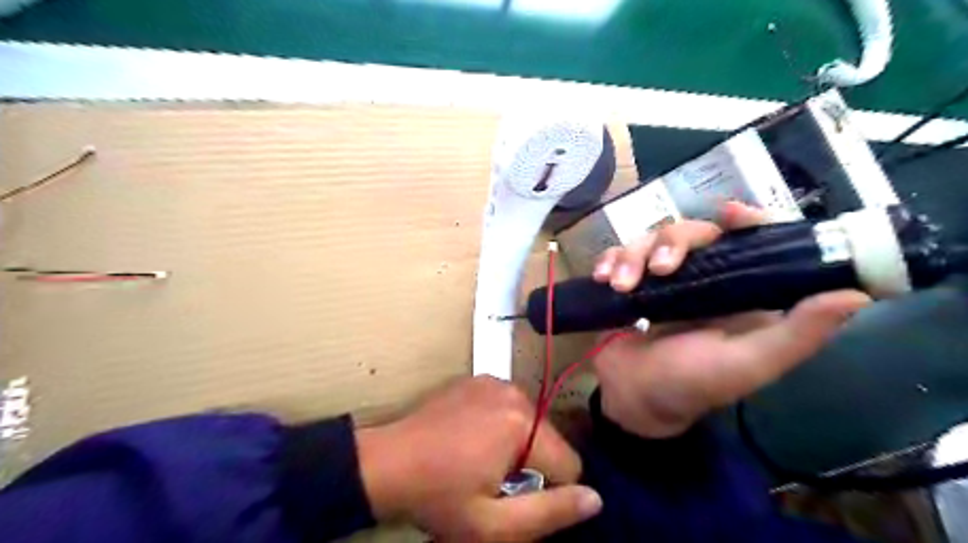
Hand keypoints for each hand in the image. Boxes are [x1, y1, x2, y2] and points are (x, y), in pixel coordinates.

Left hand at [353, 375, 603, 541]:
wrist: (386, 463)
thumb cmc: (439, 497)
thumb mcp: (493, 524)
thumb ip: (549, 513)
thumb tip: (596, 498)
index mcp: (523, 425)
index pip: (569, 464)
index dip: (552, 492)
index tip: (519, 500)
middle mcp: (515, 394)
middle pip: (549, 439)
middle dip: (533, 465)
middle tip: (495, 482)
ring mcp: (495, 381)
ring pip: (531, 422)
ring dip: (518, 444)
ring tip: (481, 460)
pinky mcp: (478, 379)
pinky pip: (509, 406)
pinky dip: (501, 423)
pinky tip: (472, 437)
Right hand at [590, 201, 869, 439]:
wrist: (632, 398)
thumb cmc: (690, 385)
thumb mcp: (747, 364)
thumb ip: (797, 334)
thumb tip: (856, 294)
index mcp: (740, 293)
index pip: (753, 242)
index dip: (748, 220)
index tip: (728, 213)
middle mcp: (704, 279)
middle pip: (692, 232)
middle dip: (671, 243)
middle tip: (658, 270)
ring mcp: (662, 279)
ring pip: (650, 239)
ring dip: (632, 255)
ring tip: (619, 285)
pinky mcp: (630, 283)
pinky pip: (620, 254)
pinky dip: (610, 259)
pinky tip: (602, 276)